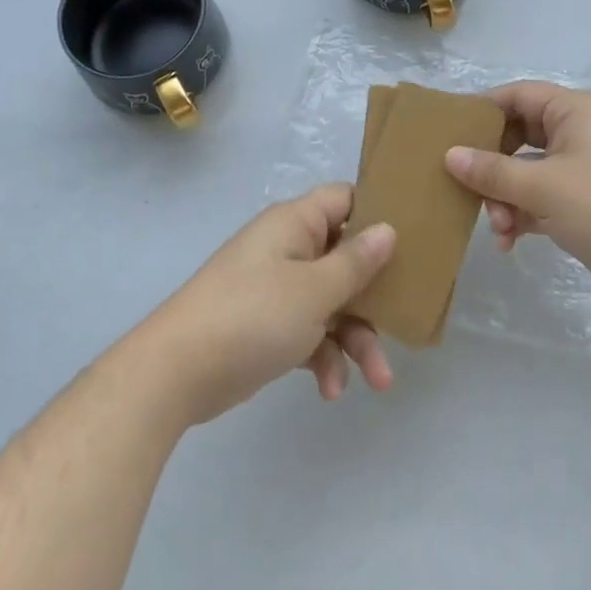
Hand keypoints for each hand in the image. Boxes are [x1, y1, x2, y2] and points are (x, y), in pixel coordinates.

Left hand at [135, 184, 396, 425]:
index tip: (414, 239)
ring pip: (332, 302)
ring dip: (355, 339)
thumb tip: (388, 229)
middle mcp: (287, 248)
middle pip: (346, 259)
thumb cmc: (253, 315)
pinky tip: (330, 390)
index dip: (378, 214)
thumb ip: (355, 262)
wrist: (176, 373)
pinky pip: (309, 331)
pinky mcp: (267, 325)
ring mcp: (276, 288)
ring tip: (377, 381)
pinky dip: (323, 357)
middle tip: (403, 324)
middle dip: (374, 297)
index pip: (346, 199)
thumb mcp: (314, 290)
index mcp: (296, 223)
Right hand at [444, 82, 590, 307]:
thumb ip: (493, 172)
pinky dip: (525, 214)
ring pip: (528, 171)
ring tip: (498, 230)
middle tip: (469, 192)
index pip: (516, 96)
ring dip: (506, 198)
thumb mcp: (545, 189)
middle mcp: (578, 132)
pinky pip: (544, 196)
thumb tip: (450, 155)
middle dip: (491, 167)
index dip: (481, 111)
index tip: (448, 136)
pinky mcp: (589, 201)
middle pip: (518, 136)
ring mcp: (585, 168)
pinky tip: (510, 242)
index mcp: (574, 112)